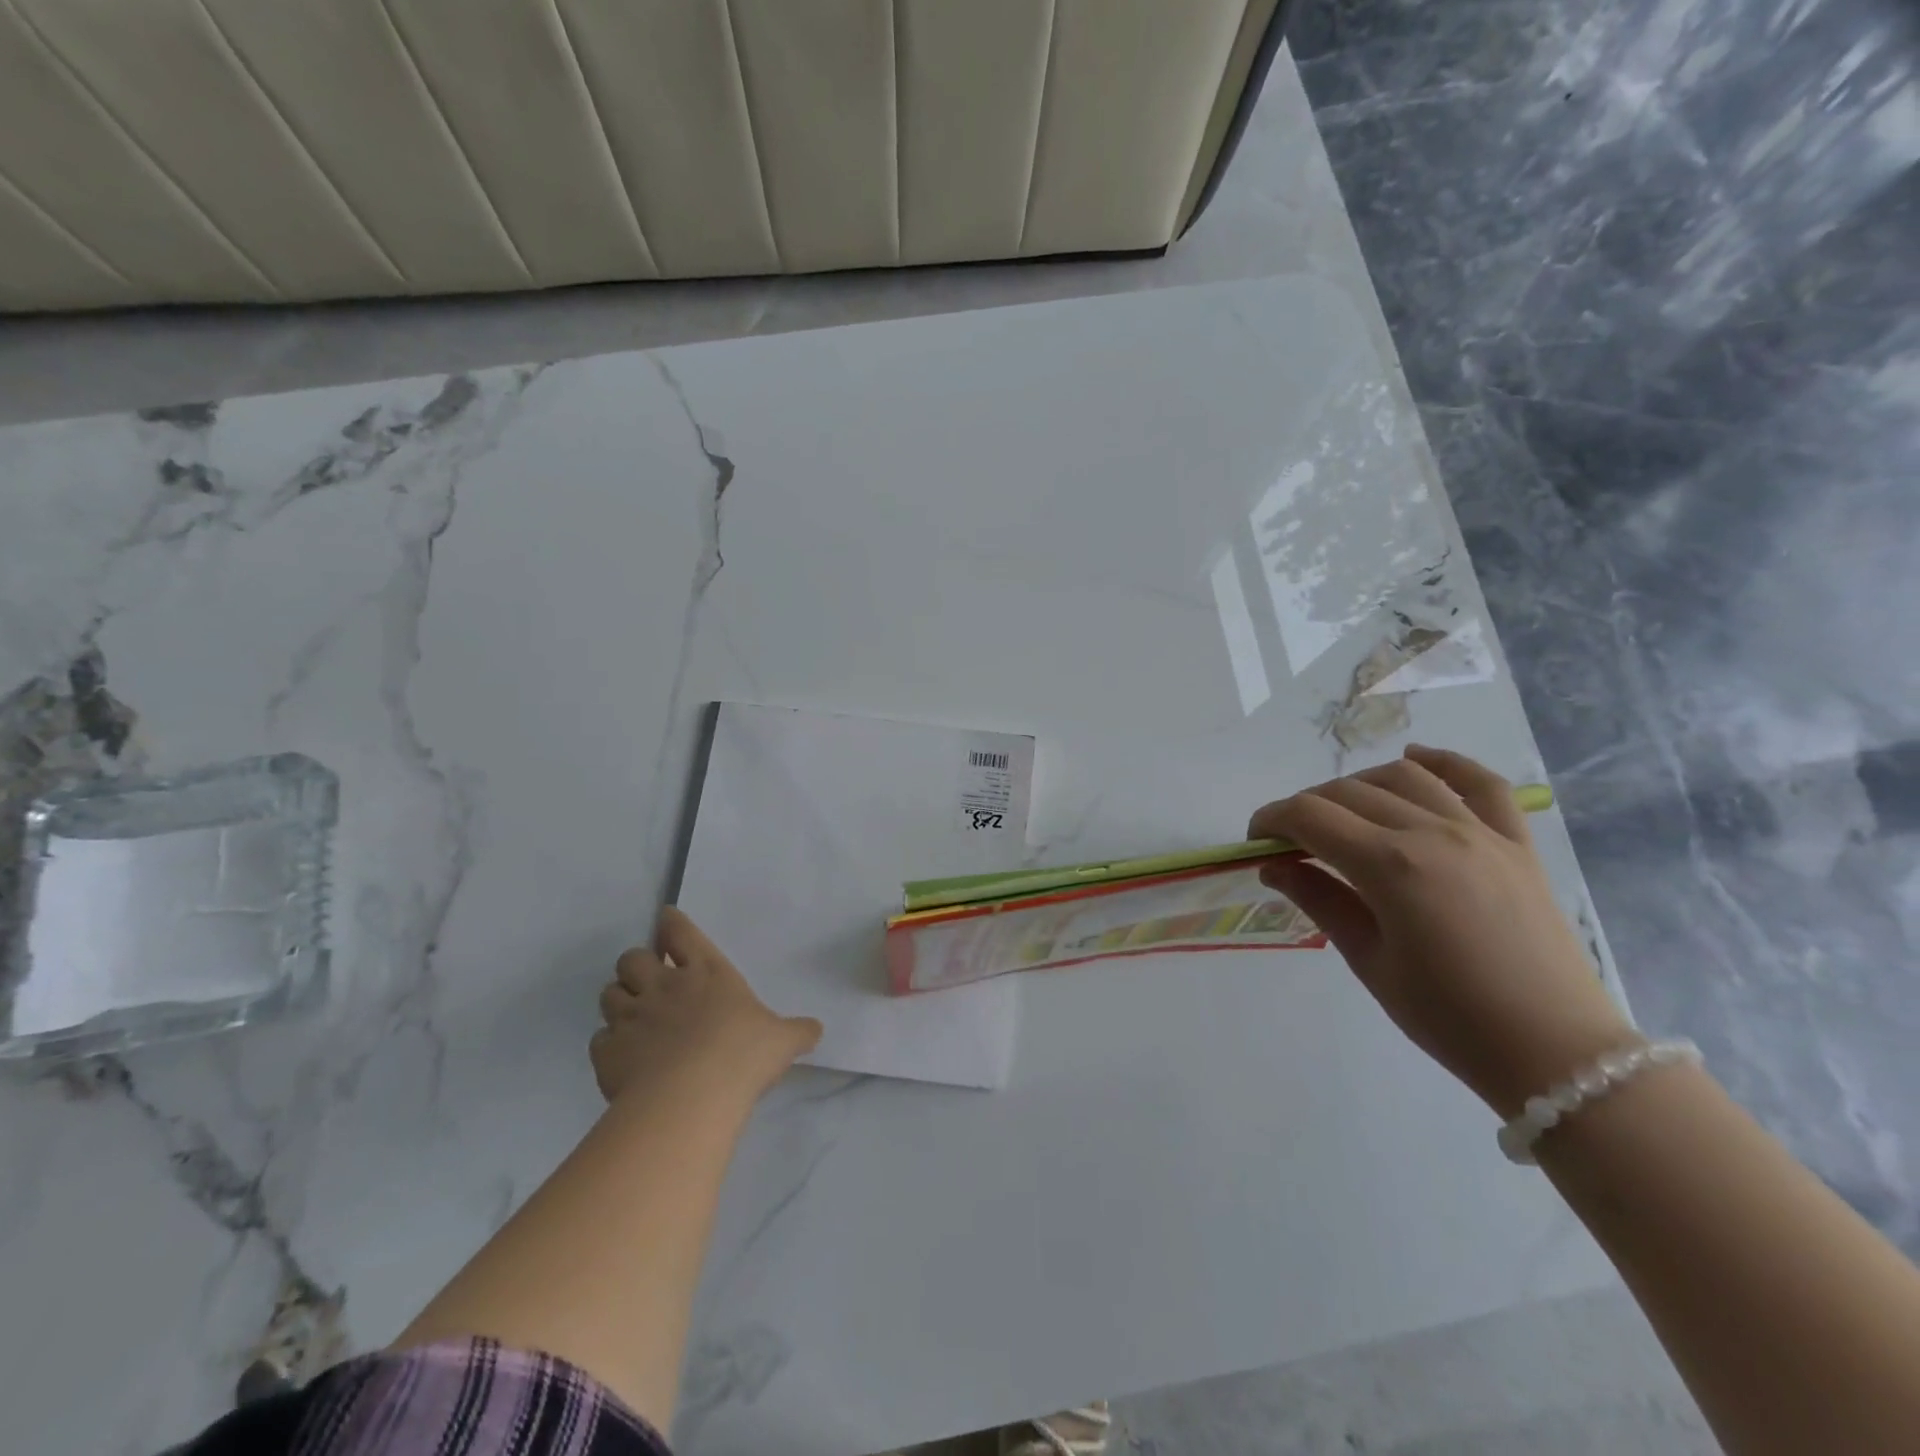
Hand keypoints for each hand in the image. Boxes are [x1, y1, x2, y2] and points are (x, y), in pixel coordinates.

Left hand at [592, 907, 822, 1105]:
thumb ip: (798, 1031)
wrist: (691, 1096)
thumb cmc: (742, 1054)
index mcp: (706, 972)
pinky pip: (599, 1039)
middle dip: (636, 965)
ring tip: (632, 1017)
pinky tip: (624, 1057)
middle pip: (632, 958)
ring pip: (609, 994)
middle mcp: (664, 986)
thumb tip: (816, 1029)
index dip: (670, 924)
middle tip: (648, 981)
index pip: (680, 932)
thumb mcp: (782, 1040)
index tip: (665, 921)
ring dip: (619, 1000)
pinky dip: (609, 1044)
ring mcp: (632, 1017)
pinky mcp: (608, 1052)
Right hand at [1249, 745, 1633, 1116]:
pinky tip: (1415, 757)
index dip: (1271, 820)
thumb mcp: (1369, 961)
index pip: (1310, 816)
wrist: (1556, 1053)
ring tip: (1340, 812)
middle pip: (1349, 791)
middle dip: (1306, 807)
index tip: (1254, 840)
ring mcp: (1481, 832)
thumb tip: (1274, 866)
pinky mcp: (1517, 843)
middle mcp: (1434, 833)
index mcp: (1391, 866)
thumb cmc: (1449, 1017)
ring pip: (1404, 777)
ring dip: (1359, 783)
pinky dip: (1445, 762)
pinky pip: (1482, 784)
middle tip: (1289, 840)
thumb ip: (1319, 900)